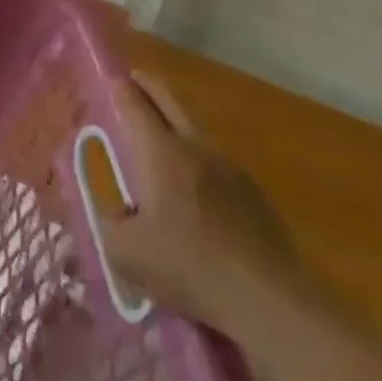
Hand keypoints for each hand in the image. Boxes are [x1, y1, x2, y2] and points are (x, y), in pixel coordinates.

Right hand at [100, 73, 312, 339]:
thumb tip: (114, 213)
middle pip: (171, 103)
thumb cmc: (189, 267)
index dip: (119, 87)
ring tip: (160, 136)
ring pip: (197, 132)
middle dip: (150, 88)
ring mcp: (233, 171)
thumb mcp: (125, 251)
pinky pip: (218, 165)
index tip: (109, 76)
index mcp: (160, 152)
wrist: (273, 304)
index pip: (134, 104)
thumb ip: (109, 223)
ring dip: (177, 125)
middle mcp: (197, 149)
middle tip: (135, 81)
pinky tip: (195, 188)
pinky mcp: (257, 198)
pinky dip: (200, 161)